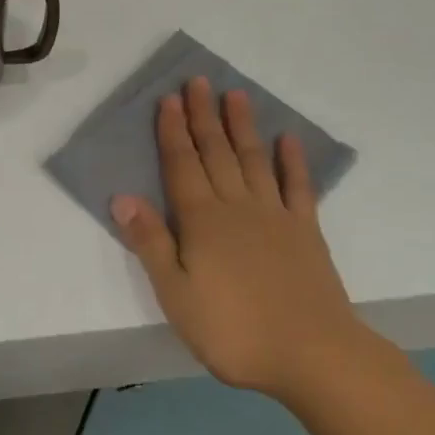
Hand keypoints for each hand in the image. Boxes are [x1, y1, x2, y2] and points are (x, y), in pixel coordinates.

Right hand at [111, 77, 363, 400]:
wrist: (312, 354)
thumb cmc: (233, 330)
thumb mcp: (176, 294)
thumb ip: (151, 243)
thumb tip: (123, 198)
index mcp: (202, 221)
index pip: (182, 165)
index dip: (173, 131)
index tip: (169, 99)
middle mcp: (237, 206)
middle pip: (216, 152)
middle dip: (204, 116)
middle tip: (198, 81)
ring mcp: (275, 215)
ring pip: (253, 159)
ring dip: (242, 126)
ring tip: (235, 94)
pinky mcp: (306, 231)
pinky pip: (298, 187)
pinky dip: (293, 161)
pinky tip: (288, 139)